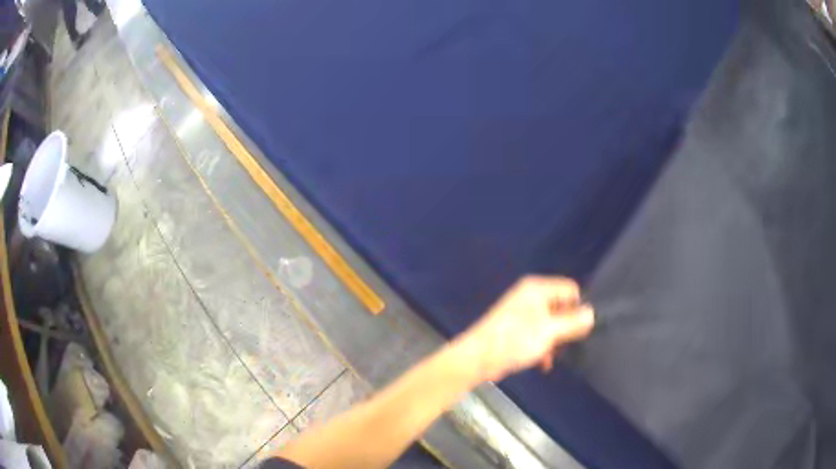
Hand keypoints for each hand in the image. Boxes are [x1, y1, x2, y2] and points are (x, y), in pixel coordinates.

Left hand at [456, 276, 594, 381]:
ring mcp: (523, 314)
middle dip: (566, 328)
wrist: (477, 359)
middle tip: (568, 344)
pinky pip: (539, 335)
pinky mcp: (517, 331)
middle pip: (562, 308)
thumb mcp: (549, 331)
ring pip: (551, 324)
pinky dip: (543, 348)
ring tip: (553, 355)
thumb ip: (573, 323)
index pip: (571, 289)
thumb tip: (592, 314)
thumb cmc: (514, 340)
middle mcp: (530, 297)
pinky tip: (544, 364)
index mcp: (537, 289)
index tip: (581, 328)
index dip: (578, 308)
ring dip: (555, 341)